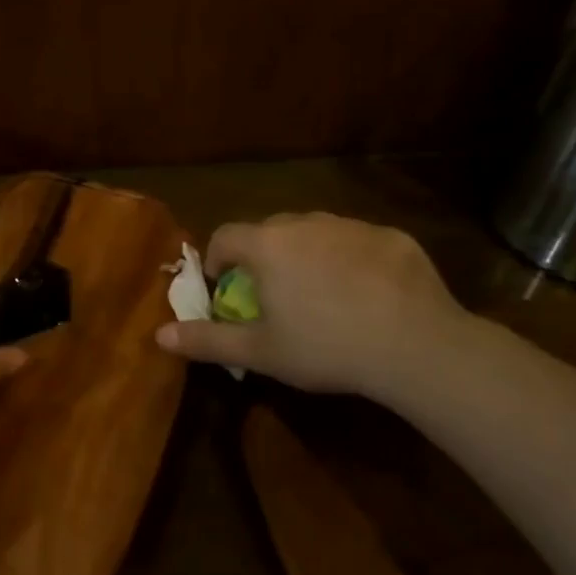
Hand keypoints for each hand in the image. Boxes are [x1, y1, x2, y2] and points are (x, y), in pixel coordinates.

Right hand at [154, 212, 475, 402]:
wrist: (416, 346)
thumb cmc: (325, 347)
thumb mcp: (260, 352)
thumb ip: (207, 340)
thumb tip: (159, 335)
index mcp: (267, 245)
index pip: (226, 236)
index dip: (218, 260)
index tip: (226, 287)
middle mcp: (305, 223)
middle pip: (270, 230)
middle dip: (263, 256)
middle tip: (274, 295)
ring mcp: (352, 225)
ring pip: (316, 233)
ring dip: (308, 255)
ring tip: (323, 295)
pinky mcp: (391, 236)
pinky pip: (358, 242)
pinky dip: (352, 261)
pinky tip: (369, 296)